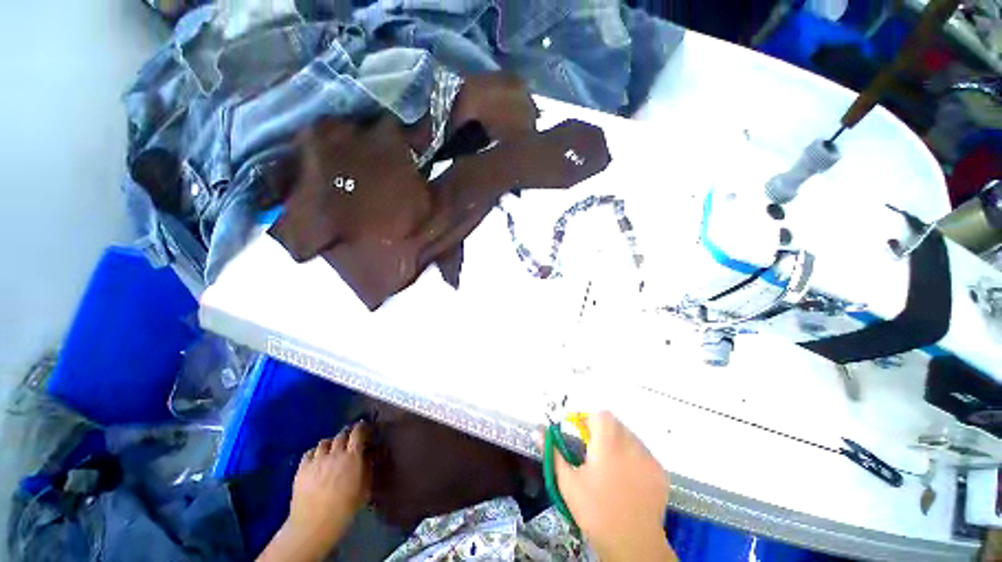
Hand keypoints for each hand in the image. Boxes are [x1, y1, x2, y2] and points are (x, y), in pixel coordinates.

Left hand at [259, 423, 370, 561]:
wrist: (314, 525)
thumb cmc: (345, 508)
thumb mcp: (364, 488)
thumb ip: (367, 468)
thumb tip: (369, 455)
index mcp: (352, 456)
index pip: (358, 432)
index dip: (361, 427)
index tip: (364, 427)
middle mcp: (335, 453)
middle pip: (341, 435)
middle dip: (346, 435)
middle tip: (349, 440)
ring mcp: (316, 460)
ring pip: (324, 442)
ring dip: (331, 443)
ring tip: (332, 450)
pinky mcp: (302, 468)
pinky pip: (309, 452)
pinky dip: (315, 453)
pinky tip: (317, 460)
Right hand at [550, 411, 674, 561]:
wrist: (632, 544)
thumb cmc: (595, 511)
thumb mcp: (568, 482)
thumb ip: (554, 452)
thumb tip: (538, 431)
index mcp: (608, 443)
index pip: (601, 414)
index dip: (589, 420)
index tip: (582, 435)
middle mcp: (631, 444)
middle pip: (616, 423)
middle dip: (603, 431)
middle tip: (594, 452)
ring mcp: (648, 458)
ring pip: (630, 436)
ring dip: (618, 442)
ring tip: (611, 465)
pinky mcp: (660, 471)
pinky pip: (644, 453)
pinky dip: (634, 457)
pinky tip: (628, 477)